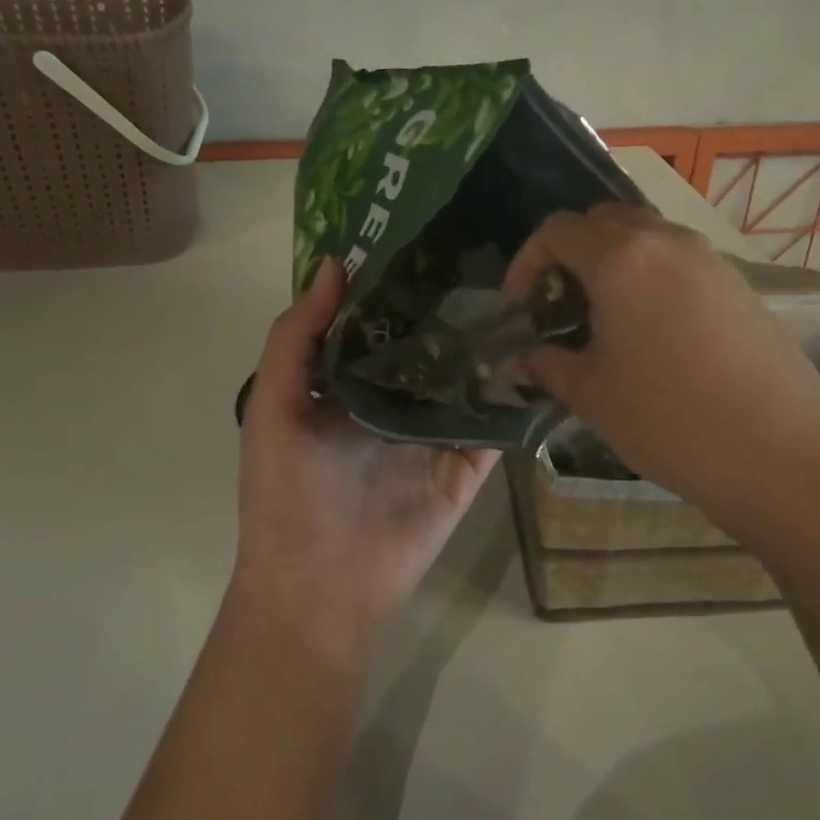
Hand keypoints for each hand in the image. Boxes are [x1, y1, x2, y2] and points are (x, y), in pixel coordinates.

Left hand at [233, 259, 498, 655]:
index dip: (398, 281)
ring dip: (492, 342)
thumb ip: (295, 338)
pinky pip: (496, 423)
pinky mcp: (468, 464)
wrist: (319, 588)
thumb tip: (333, 265)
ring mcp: (436, 431)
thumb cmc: (285, 494)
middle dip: (453, 304)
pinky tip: (544, 353)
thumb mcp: (274, 408)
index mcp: (350, 382)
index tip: (430, 231)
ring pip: (469, 376)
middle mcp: (396, 399)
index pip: (380, 320)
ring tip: (528, 287)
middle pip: (431, 342)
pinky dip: (517, 394)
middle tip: (494, 250)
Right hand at [503, 204, 819, 548]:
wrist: (783, 454)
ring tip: (603, 322)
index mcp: (622, 257)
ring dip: (612, 264)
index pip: (557, 230)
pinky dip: (649, 277)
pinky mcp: (739, 284)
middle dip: (570, 255)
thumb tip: (518, 360)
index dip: (527, 263)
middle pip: (603, 221)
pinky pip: (679, 261)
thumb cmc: (671, 420)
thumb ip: (546, 366)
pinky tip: (651, 333)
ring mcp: (710, 259)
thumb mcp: (593, 395)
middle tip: (559, 307)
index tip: (519, 308)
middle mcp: (667, 240)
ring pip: (645, 237)